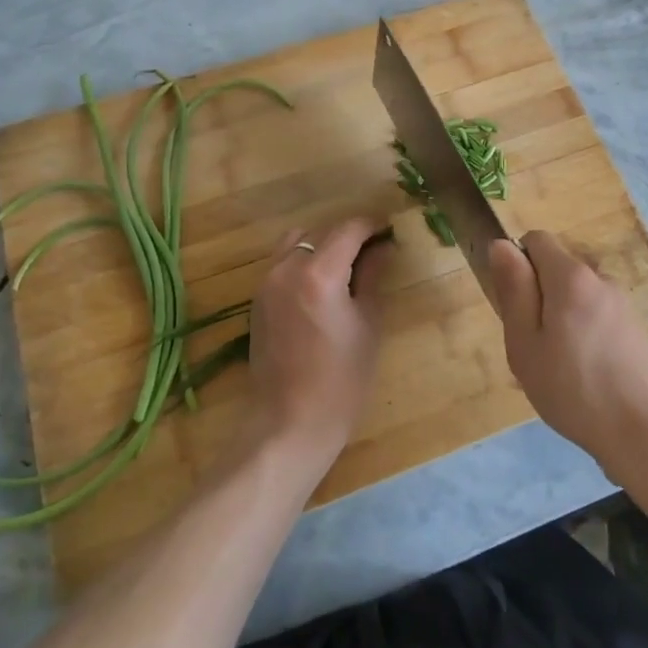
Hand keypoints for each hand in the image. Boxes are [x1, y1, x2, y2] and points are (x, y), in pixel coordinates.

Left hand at [246, 217, 390, 471]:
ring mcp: (266, 284)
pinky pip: (283, 263)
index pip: (348, 229)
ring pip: (296, 242)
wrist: (290, 423)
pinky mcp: (257, 300)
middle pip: (321, 231)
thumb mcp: (368, 324)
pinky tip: (323, 285)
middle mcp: (287, 269)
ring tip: (346, 266)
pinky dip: (304, 261)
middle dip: (348, 235)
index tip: (390, 228)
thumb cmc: (341, 380)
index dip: (372, 224)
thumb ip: (373, 277)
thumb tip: (383, 248)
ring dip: (322, 244)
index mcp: (319, 274)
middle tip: (374, 250)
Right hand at [488, 232, 647, 475]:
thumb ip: (513, 290)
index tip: (514, 308)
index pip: (536, 240)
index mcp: (571, 277)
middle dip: (538, 299)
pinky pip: (597, 321)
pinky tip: (584, 383)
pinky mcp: (637, 332)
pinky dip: (584, 340)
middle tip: (531, 349)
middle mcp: (600, 280)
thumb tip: (501, 244)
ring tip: (557, 373)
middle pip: (557, 271)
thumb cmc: (575, 388)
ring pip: (577, 300)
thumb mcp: (525, 343)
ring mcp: (623, 306)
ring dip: (560, 323)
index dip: (517, 265)